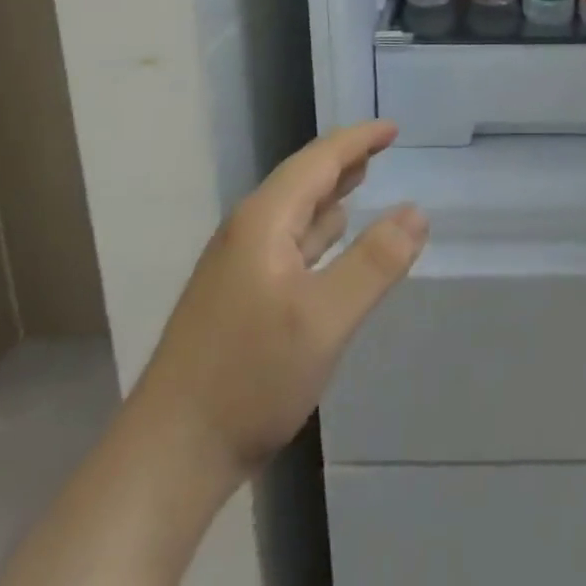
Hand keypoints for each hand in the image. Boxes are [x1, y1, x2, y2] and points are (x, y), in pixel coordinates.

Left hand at [135, 120, 428, 475]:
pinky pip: (286, 244)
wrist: (169, 457)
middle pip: (301, 181)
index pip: (317, 161)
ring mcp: (237, 268)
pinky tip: (327, 241)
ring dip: (329, 193)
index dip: (357, 140)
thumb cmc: (250, 378)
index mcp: (263, 222)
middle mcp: (246, 234)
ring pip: (293, 213)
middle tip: (382, 147)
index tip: (393, 128)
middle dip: (343, 160)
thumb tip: (416, 211)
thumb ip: (375, 262)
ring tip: (360, 179)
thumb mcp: (325, 319)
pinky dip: (316, 230)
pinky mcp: (237, 300)